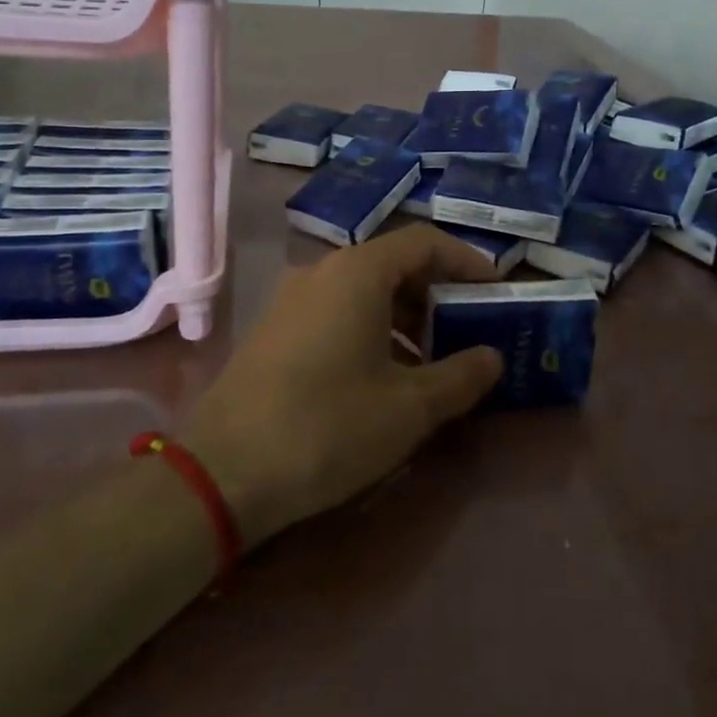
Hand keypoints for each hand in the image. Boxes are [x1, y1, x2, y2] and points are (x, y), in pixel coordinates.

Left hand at [181, 224, 504, 547]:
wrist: (221, 474)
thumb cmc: (329, 427)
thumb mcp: (410, 408)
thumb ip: (461, 376)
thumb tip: (492, 358)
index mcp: (358, 273)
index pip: (425, 242)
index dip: (467, 262)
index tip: (495, 291)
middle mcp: (322, 272)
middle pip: (393, 264)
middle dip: (436, 295)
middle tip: (466, 332)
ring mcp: (291, 301)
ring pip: (363, 292)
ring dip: (404, 318)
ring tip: (429, 363)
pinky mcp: (273, 333)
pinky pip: (335, 314)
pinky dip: (370, 332)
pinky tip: (381, 380)